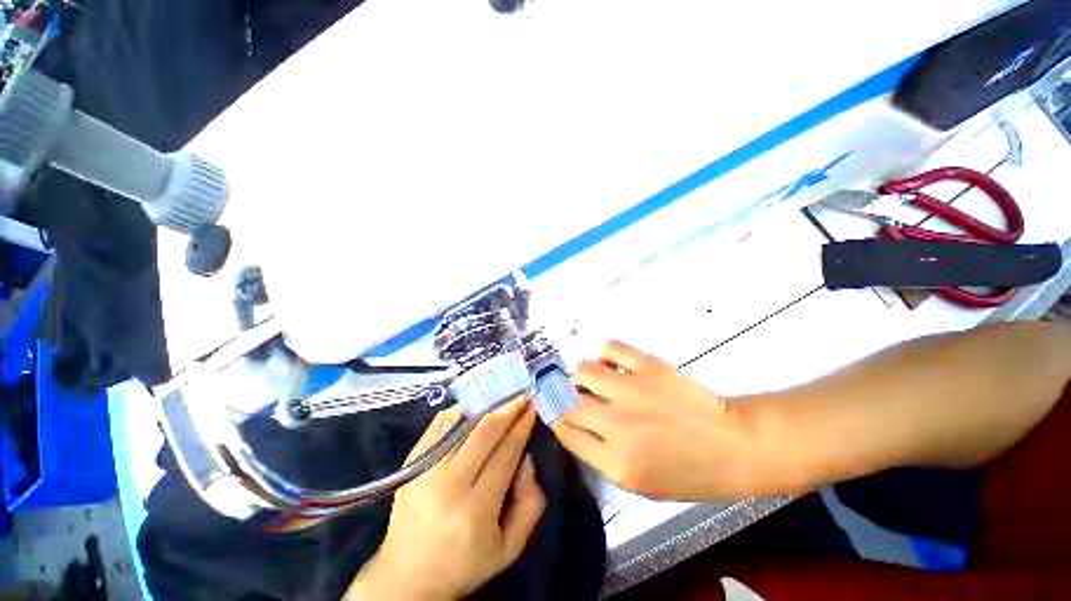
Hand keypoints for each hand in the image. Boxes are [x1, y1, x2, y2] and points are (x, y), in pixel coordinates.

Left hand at [346, 398, 544, 600]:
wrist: (408, 576)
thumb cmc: (465, 563)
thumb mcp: (510, 547)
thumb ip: (530, 503)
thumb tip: (525, 457)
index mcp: (476, 511)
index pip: (505, 453)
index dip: (521, 427)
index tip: (531, 408)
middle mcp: (449, 486)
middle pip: (484, 433)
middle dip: (507, 409)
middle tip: (521, 395)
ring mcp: (425, 473)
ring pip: (462, 426)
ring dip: (486, 407)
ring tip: (502, 396)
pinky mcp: (411, 465)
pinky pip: (438, 427)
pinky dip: (458, 412)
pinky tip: (474, 406)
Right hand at [550, 341, 770, 500]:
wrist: (735, 446)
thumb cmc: (689, 472)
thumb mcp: (640, 483)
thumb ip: (601, 454)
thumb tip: (575, 420)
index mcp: (615, 463)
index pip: (565, 431)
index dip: (552, 415)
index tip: (550, 404)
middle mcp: (617, 426)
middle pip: (567, 401)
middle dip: (563, 394)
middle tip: (574, 390)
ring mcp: (633, 392)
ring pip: (584, 370)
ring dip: (585, 373)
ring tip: (598, 376)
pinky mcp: (649, 367)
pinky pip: (611, 348)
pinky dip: (608, 354)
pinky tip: (617, 363)